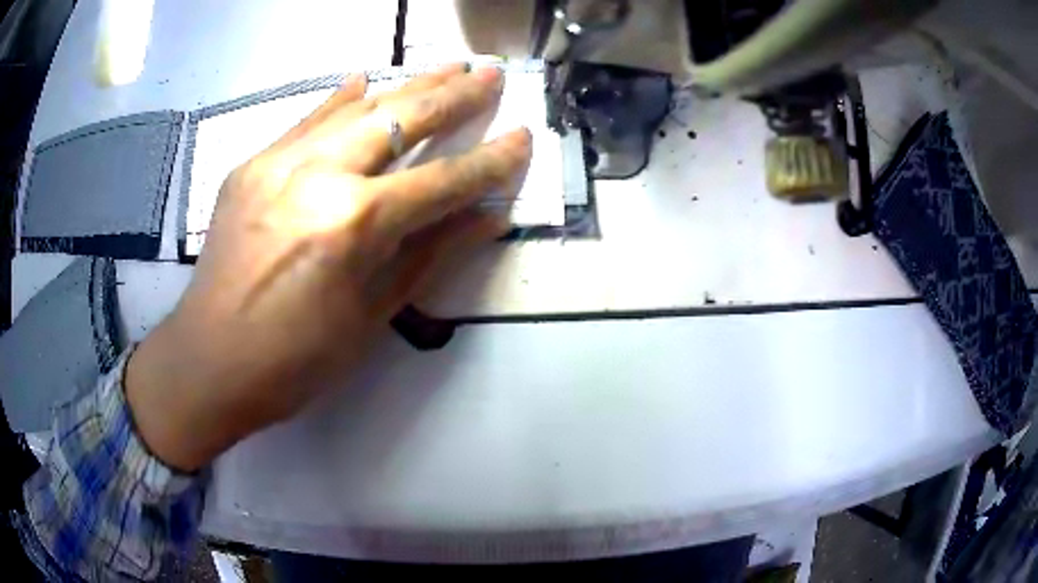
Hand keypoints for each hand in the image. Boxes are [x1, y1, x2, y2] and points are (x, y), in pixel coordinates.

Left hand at [126, 65, 530, 470]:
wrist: (209, 361)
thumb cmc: (295, 360)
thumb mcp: (371, 316)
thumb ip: (430, 254)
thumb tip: (486, 217)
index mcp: (355, 224)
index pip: (442, 180)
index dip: (490, 160)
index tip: (523, 138)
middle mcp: (319, 176)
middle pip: (402, 120)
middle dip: (455, 95)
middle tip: (490, 72)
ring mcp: (278, 163)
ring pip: (357, 108)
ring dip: (408, 85)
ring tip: (447, 67)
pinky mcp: (251, 166)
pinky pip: (305, 121)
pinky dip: (340, 100)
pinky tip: (364, 80)